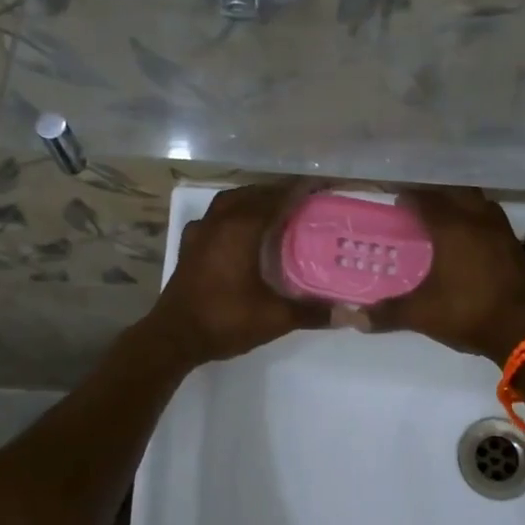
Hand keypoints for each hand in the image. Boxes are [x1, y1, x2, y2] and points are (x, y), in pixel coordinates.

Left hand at [143, 184, 328, 368]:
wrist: (174, 337)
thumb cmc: (224, 320)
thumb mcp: (274, 318)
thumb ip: (312, 312)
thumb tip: (350, 314)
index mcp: (242, 230)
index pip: (276, 198)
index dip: (300, 190)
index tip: (322, 186)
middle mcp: (220, 222)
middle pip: (253, 194)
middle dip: (279, 192)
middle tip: (304, 199)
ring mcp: (200, 232)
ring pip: (230, 201)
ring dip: (253, 198)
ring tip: (274, 207)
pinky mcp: (189, 246)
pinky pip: (214, 217)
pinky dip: (231, 214)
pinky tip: (238, 229)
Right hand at [369, 187, 524, 362]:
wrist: (523, 330)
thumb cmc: (467, 313)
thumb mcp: (421, 314)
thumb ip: (387, 313)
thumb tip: (353, 319)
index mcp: (452, 228)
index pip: (426, 200)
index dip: (410, 198)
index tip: (397, 202)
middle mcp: (478, 221)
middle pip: (455, 194)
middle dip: (437, 196)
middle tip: (420, 208)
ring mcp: (502, 232)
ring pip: (480, 204)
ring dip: (462, 205)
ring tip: (448, 219)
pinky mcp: (517, 247)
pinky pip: (494, 222)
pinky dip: (480, 222)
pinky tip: (473, 241)